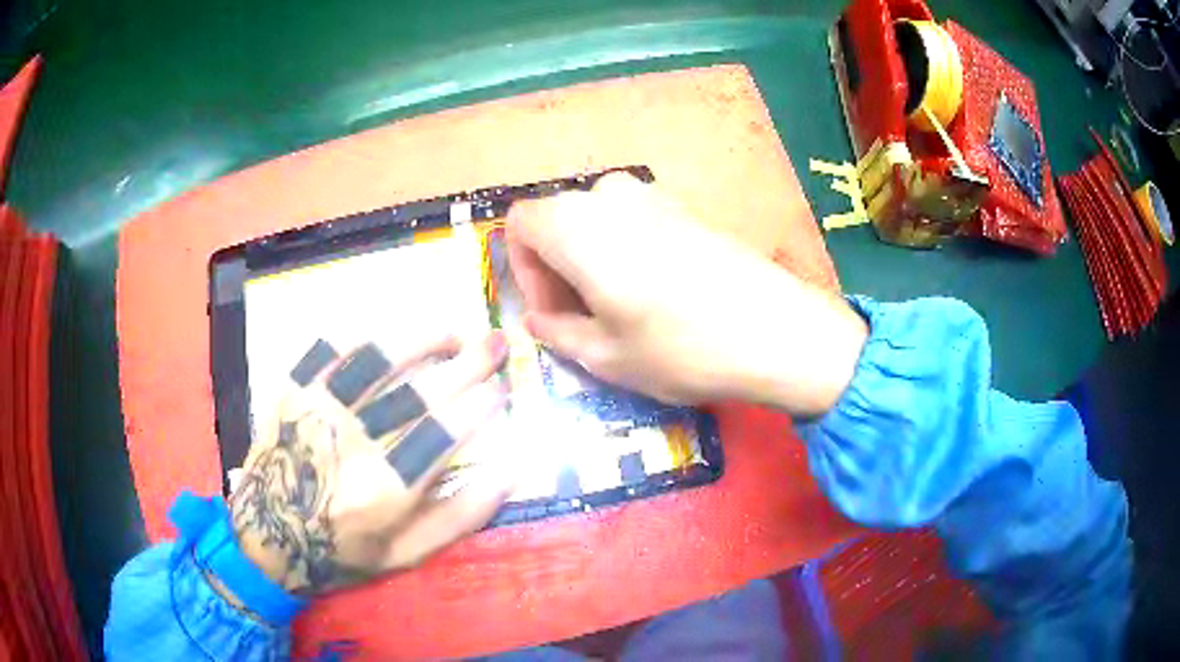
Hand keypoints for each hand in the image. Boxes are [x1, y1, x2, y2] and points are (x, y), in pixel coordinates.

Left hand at [229, 331, 511, 595]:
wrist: (267, 535)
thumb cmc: (342, 551)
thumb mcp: (407, 554)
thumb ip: (460, 516)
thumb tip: (510, 471)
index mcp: (384, 490)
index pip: (444, 433)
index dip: (480, 405)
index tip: (501, 391)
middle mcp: (352, 443)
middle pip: (418, 392)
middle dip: (468, 363)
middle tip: (497, 344)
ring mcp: (317, 410)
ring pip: (377, 358)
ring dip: (422, 338)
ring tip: (452, 332)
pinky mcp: (292, 390)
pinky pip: (331, 348)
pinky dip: (365, 334)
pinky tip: (389, 332)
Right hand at [506, 173, 867, 415]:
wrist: (777, 330)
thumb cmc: (680, 348)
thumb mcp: (604, 356)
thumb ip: (556, 330)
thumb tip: (539, 317)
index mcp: (575, 224)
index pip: (519, 224)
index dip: (523, 270)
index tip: (550, 311)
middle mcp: (609, 195)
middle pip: (557, 221)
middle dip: (556, 268)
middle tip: (580, 318)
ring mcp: (653, 195)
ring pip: (595, 222)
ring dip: (590, 261)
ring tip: (618, 309)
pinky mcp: (687, 206)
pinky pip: (632, 221)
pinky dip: (624, 251)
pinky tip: (655, 292)